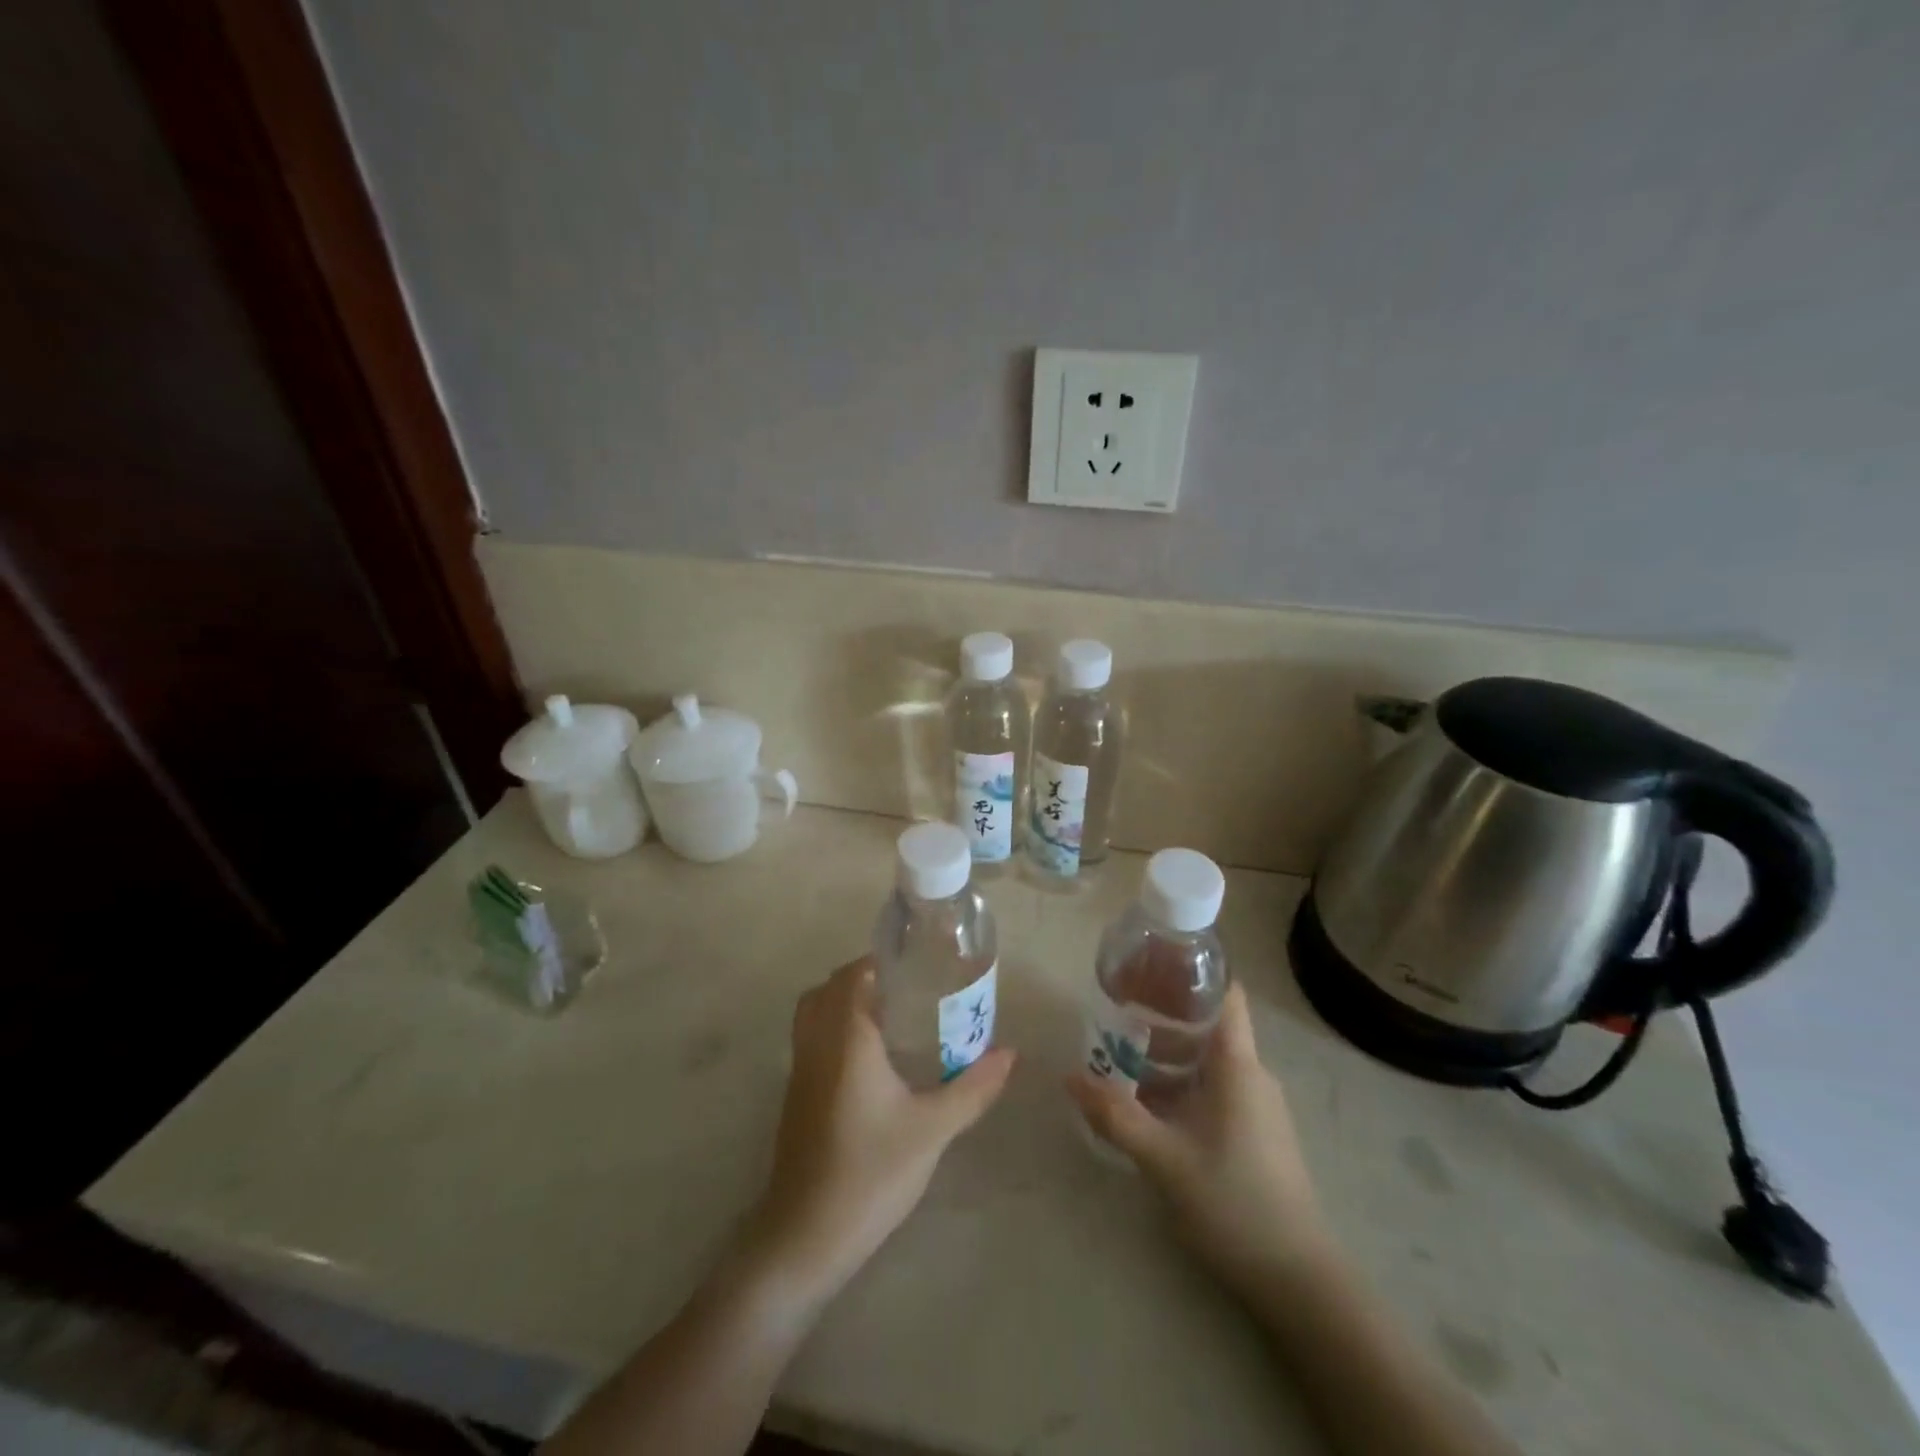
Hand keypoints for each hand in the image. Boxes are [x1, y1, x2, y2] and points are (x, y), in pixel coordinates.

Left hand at [742, 957, 1014, 1308]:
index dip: (879, 962)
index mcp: (846, 1038)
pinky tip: (871, 1061)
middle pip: (829, 989)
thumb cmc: (870, 1172)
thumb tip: (1010, 1054)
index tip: (915, 964)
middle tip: (907, 989)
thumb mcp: (932, 1129)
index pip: (853, 975)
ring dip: (844, 1004)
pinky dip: (834, 1030)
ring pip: (814, 1014)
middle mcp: (816, 1044)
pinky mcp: (795, 1097)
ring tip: (892, 1018)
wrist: (805, 1237)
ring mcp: (799, 1071)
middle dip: (863, 979)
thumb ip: (972, 1087)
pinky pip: (811, 1040)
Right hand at [1069, 983, 1326, 1286]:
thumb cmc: (1233, 1202)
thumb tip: (1070, 1078)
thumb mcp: (1164, 1158)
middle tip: (1117, 1010)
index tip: (1150, 964)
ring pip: (1209, 1059)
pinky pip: (1214, 1087)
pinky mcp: (1255, 1131)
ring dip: (1168, 1053)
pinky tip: (1150, 1101)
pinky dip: (1182, 1081)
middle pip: (1209, 1024)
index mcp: (1238, 1065)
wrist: (1298, 1280)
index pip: (1225, 994)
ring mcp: (1257, 1105)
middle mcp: (1252, 1075)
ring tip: (1122, 1054)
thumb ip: (1115, 1115)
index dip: (1191, 972)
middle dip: (1164, 1013)